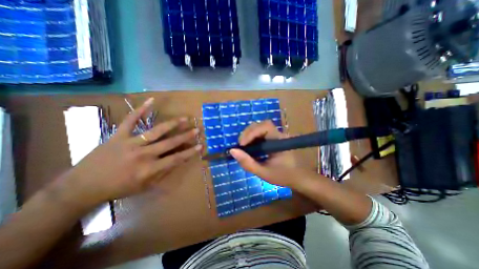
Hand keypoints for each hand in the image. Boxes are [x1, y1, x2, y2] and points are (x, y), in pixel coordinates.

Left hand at [60, 98, 199, 204]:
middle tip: (197, 129)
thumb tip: (177, 161)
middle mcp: (143, 155)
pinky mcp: (119, 135)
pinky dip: (141, 109)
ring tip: (184, 119)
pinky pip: (131, 120)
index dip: (190, 152)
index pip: (175, 159)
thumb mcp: (144, 186)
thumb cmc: (118, 188)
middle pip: (169, 143)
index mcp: (149, 169)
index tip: (200, 146)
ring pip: (156, 131)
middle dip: (185, 136)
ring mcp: (130, 143)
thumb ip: (162, 173)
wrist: (82, 186)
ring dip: (172, 124)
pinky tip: (152, 101)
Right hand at [229, 121, 301, 187]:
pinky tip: (249, 147)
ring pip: (259, 128)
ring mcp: (276, 136)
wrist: (298, 177)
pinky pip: (260, 134)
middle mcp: (278, 134)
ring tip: (243, 146)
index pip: (265, 126)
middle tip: (241, 146)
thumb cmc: (283, 176)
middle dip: (248, 133)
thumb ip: (248, 163)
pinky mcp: (273, 139)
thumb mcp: (263, 172)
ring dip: (249, 135)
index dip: (252, 132)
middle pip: (261, 125)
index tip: (242, 144)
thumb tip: (232, 151)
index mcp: (279, 140)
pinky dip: (252, 138)